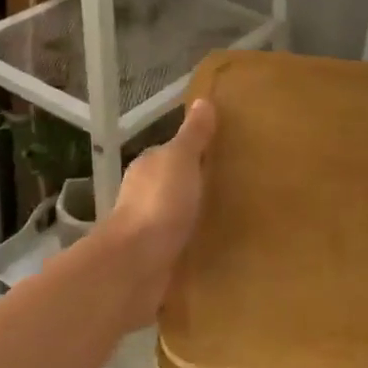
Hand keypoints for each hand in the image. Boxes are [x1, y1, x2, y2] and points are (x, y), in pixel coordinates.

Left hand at [100, 98, 217, 322]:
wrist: (135, 266)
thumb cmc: (159, 204)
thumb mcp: (181, 160)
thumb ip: (193, 135)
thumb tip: (203, 101)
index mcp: (147, 168)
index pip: (171, 153)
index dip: (194, 152)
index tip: (222, 155)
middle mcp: (141, 195)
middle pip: (173, 184)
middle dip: (195, 186)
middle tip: (233, 187)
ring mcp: (145, 230)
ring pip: (174, 216)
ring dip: (192, 217)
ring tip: (228, 219)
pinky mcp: (153, 260)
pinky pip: (177, 246)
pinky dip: (190, 245)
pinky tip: (211, 249)